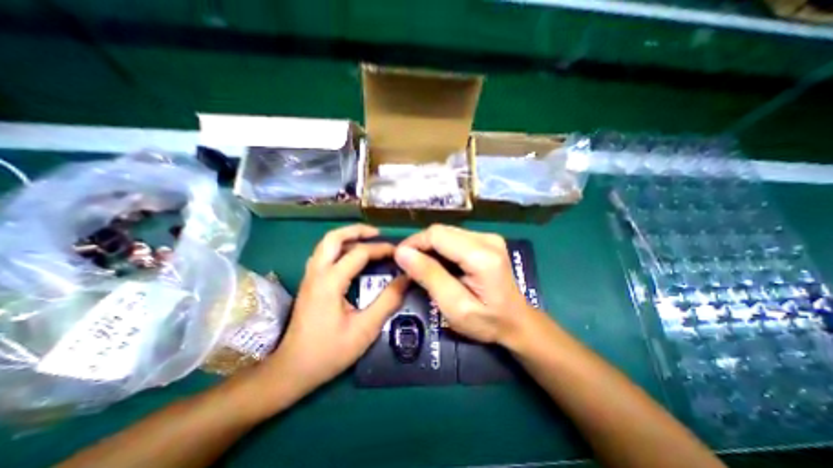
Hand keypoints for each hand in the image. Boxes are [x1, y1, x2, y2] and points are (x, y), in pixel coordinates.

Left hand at [262, 225, 406, 397]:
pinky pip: (324, 255)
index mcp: (330, 282)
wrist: (291, 370)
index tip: (399, 252)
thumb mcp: (365, 329)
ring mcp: (310, 277)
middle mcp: (316, 273)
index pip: (359, 253)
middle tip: (377, 233)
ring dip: (346, 237)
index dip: (381, 249)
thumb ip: (387, 301)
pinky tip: (351, 258)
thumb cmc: (329, 352)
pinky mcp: (309, 283)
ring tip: (367, 241)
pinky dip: (339, 248)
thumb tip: (406, 279)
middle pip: (333, 237)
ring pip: (325, 244)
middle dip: (356, 230)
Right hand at [395, 224, 537, 345]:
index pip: (437, 235)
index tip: (399, 259)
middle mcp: (487, 239)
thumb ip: (429, 276)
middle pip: (441, 231)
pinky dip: (442, 248)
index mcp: (482, 255)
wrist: (517, 322)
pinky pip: (455, 237)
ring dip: (430, 247)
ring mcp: (489, 237)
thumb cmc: (487, 322)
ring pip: (446, 232)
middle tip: (410, 267)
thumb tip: (402, 253)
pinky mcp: (487, 240)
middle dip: (421, 245)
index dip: (414, 243)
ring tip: (423, 267)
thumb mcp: (454, 306)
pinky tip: (440, 264)